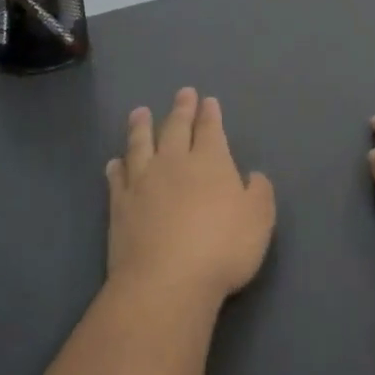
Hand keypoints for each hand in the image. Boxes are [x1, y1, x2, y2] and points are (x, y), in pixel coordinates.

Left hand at [106, 88, 275, 306]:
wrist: (167, 281)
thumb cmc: (222, 249)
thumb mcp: (259, 220)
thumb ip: (259, 192)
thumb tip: (253, 176)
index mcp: (211, 162)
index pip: (210, 129)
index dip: (210, 114)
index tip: (207, 100)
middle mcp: (175, 162)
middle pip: (176, 128)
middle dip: (181, 109)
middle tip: (183, 93)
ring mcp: (143, 182)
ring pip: (141, 144)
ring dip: (141, 127)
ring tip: (140, 113)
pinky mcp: (120, 205)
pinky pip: (117, 178)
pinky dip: (117, 166)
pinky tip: (115, 162)